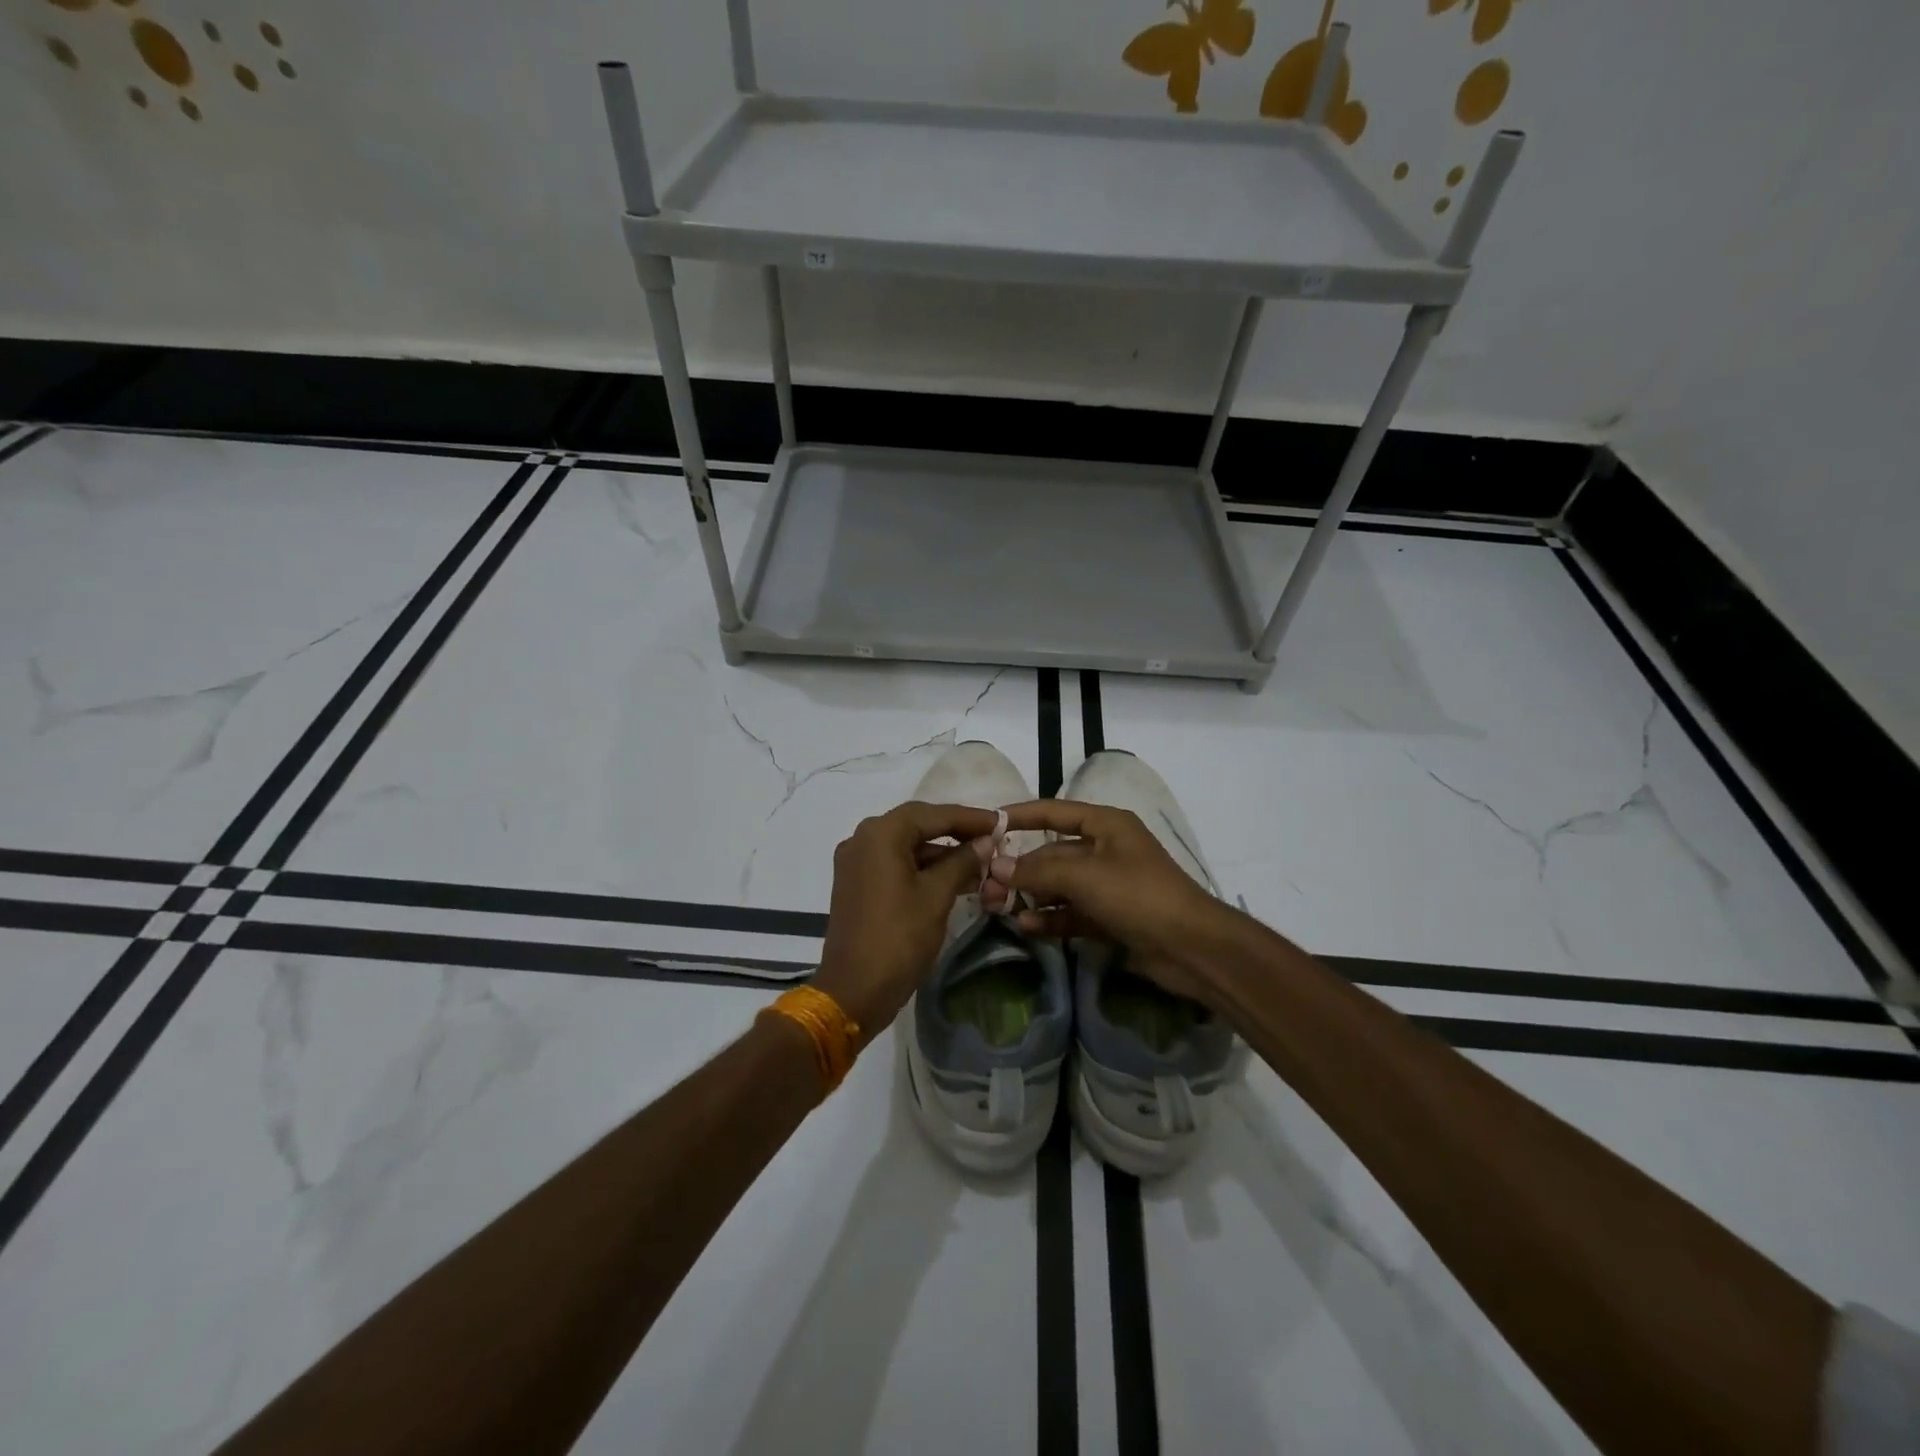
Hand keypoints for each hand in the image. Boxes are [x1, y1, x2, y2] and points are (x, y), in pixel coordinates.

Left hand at [813, 801, 999, 1033]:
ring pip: (906, 845)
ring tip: (980, 862)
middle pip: (917, 825)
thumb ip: (963, 861)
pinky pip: (894, 864)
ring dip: (941, 852)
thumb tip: (986, 841)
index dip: (970, 818)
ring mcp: (856, 862)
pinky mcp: (856, 884)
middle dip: (956, 832)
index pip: (933, 814)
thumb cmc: (899, 938)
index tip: (1001, 822)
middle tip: (992, 839)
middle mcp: (863, 839)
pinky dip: (922, 868)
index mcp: (880, 834)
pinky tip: (954, 879)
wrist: (854, 991)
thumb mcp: (937, 895)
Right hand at [991, 799, 1232, 1007]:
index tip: (987, 825)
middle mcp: (1106, 850)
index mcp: (1106, 825)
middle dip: (1021, 869)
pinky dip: (1050, 918)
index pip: (1054, 812)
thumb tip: (996, 867)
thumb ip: (1037, 870)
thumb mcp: (1084, 876)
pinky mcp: (1111, 918)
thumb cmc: (1138, 895)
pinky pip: (1072, 913)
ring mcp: (1109, 886)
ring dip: (1032, 896)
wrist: (1192, 948)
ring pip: (1060, 886)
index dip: (1020, 816)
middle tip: (985, 886)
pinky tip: (1026, 928)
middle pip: (1053, 853)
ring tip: (998, 909)